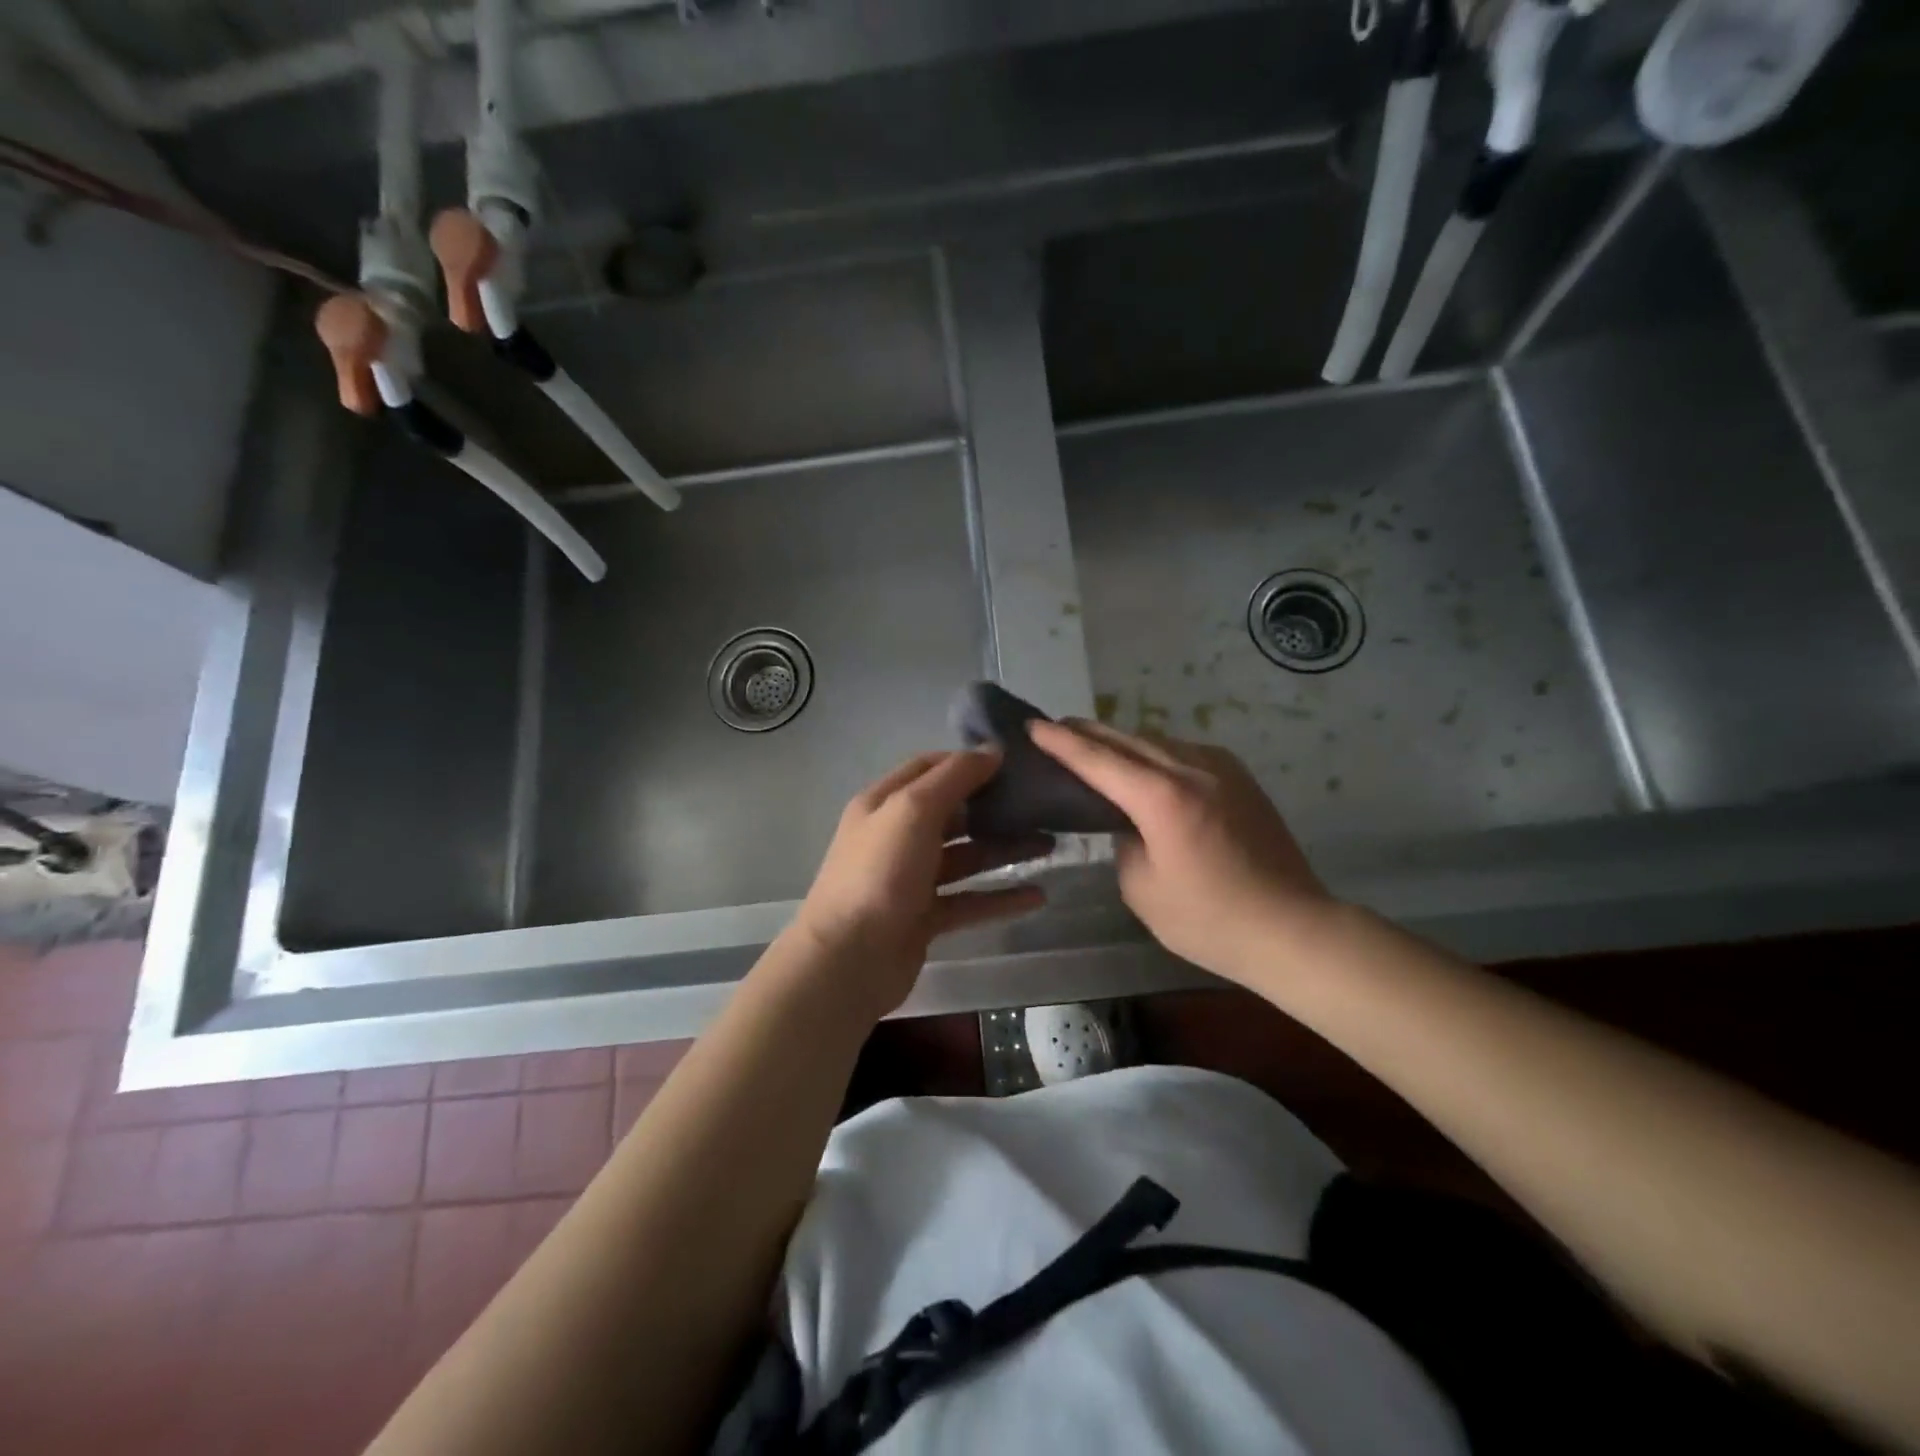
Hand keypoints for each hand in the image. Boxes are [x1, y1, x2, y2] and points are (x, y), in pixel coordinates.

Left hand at [785, 749, 1049, 1018]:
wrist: (849, 960)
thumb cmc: (879, 872)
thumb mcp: (913, 810)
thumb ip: (953, 777)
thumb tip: (992, 750)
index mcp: (884, 803)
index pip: (929, 768)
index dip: (967, 762)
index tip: (1012, 762)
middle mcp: (896, 837)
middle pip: (952, 813)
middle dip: (994, 807)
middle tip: (1041, 805)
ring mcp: (910, 880)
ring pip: (965, 857)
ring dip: (1004, 850)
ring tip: (1049, 845)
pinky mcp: (925, 918)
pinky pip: (969, 900)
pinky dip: (1000, 898)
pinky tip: (1037, 896)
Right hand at [1029, 719, 1336, 985]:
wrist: (1291, 928)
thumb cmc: (1209, 920)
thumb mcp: (1143, 890)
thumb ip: (1124, 844)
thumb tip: (1128, 824)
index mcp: (1162, 798)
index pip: (1098, 760)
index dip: (1061, 743)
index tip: (1032, 725)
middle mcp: (1191, 769)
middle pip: (1127, 739)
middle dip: (1087, 731)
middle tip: (1055, 727)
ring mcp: (1221, 768)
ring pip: (1157, 741)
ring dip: (1122, 741)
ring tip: (1093, 744)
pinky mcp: (1240, 777)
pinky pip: (1183, 752)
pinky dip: (1154, 752)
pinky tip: (1143, 763)